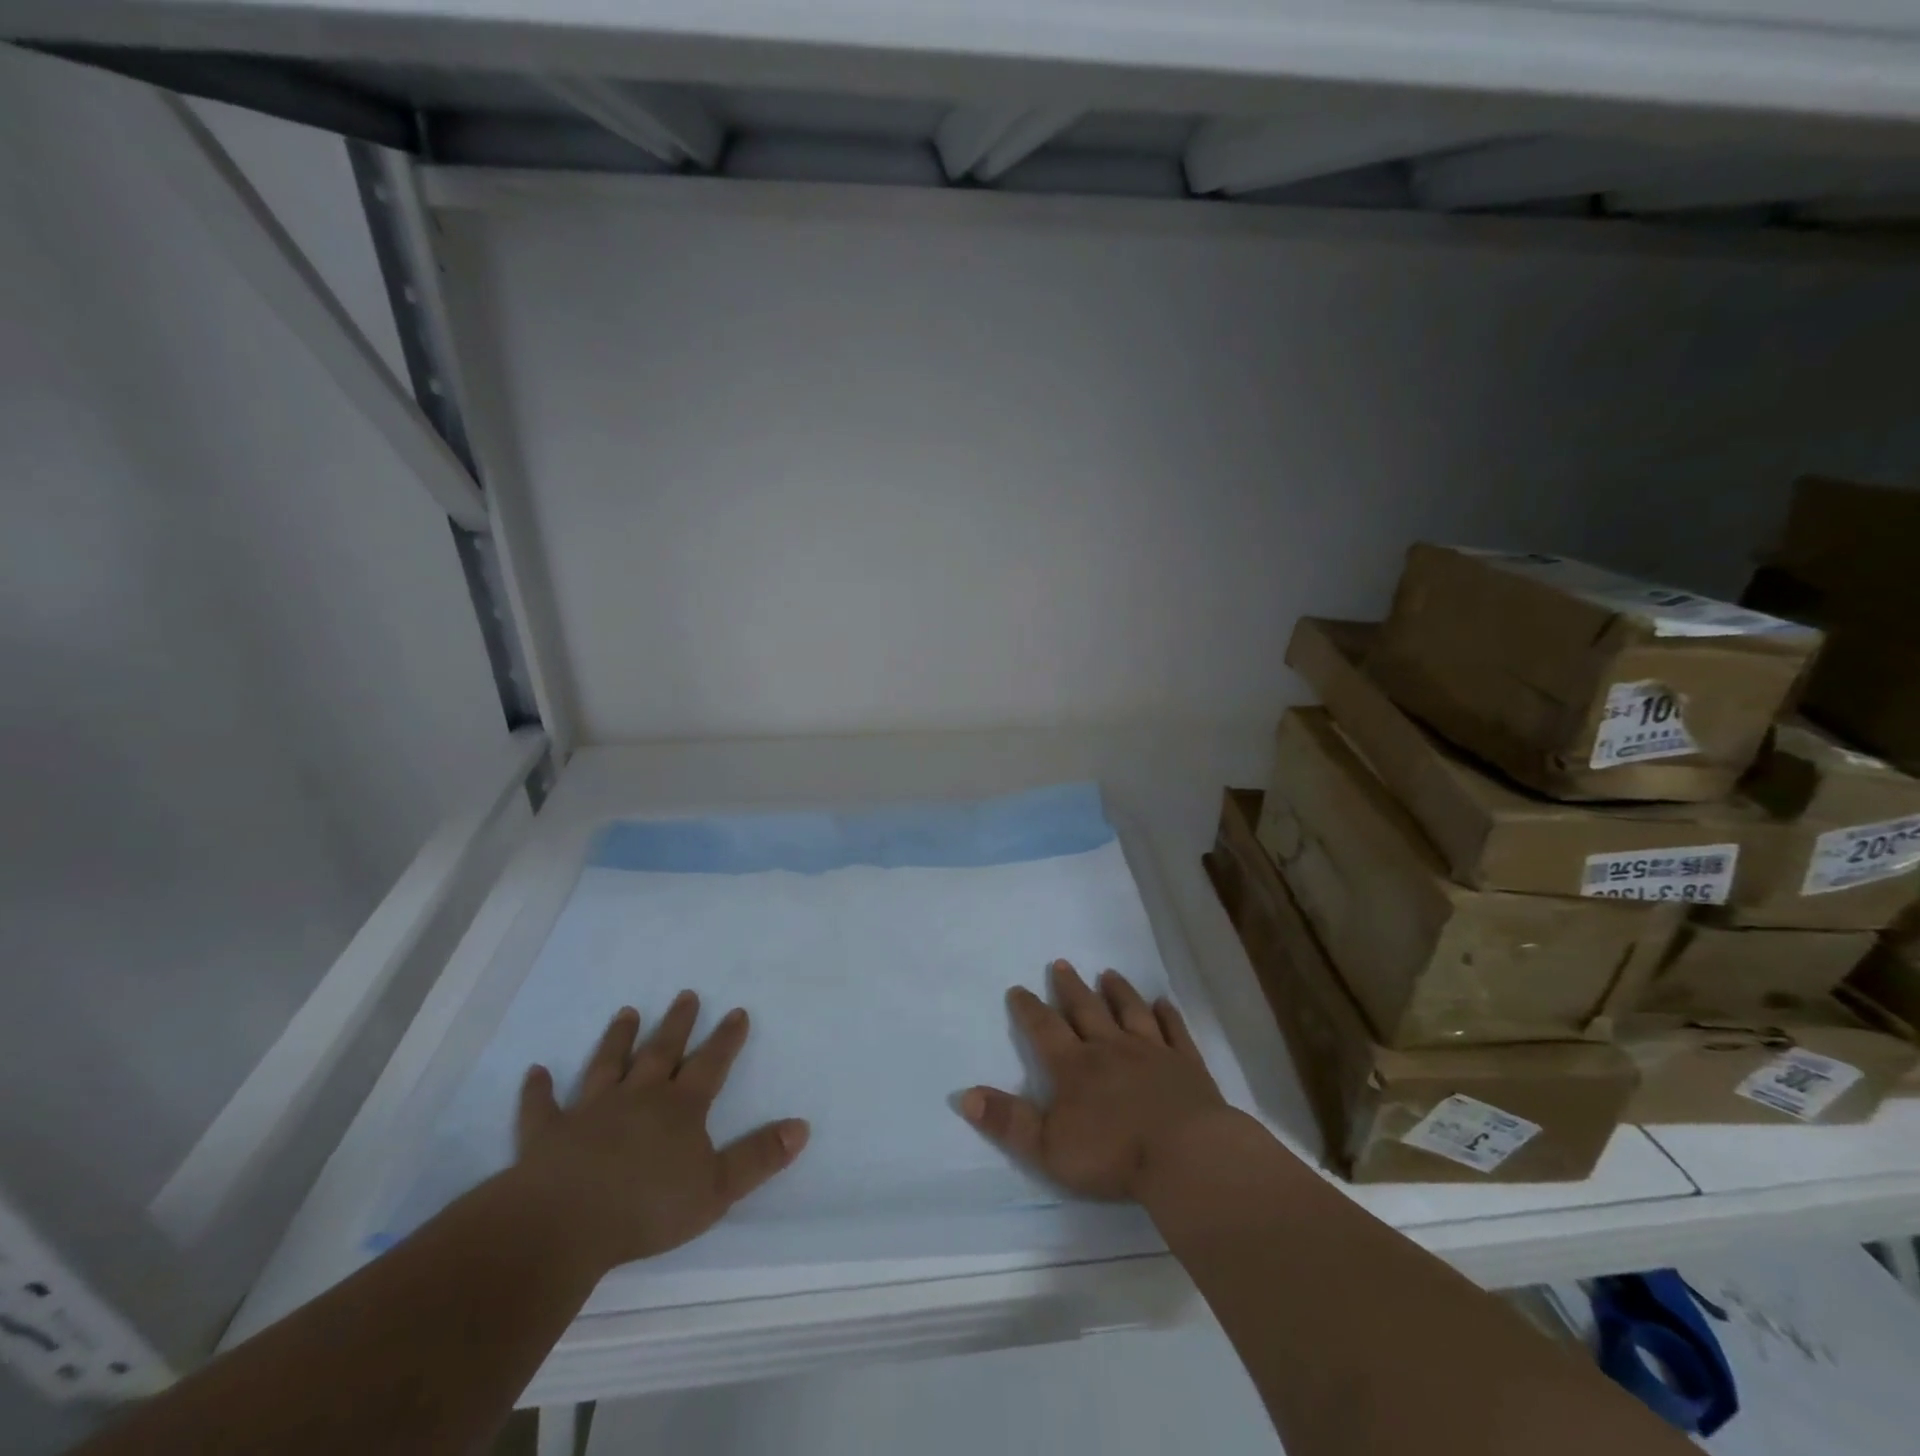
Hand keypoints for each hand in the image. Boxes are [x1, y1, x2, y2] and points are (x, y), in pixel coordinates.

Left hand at [510, 993, 809, 1273]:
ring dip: (618, 1039)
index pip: (711, 1064)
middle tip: (686, 994)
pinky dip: (539, 1090)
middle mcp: (638, 1097)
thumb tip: (802, 1126)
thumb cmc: (647, 1207)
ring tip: (627, 1012)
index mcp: (680, 1108)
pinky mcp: (547, 1135)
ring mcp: (590, 1112)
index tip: (737, 1011)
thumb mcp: (717, 1188)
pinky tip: (535, 1072)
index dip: (726, 1038)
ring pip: (608, 1065)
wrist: (563, 1224)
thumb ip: (759, 1156)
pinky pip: (542, 1107)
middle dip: (678, 1023)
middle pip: (662, 1051)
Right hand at [958, 959, 1238, 1201]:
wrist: (1184, 1155)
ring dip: (1118, 992)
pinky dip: (1168, 1015)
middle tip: (1061, 963)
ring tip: (1108, 973)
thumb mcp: (1047, 1146)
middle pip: (1087, 1010)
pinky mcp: (1186, 1064)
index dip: (1029, 1009)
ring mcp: (1152, 1052)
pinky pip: (1175, 1031)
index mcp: (1075, 1067)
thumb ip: (1007, 1120)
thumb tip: (964, 1094)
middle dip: (1071, 987)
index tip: (1018, 988)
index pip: (1046, 1029)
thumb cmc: (1112, 1155)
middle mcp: (1111, 1048)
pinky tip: (1164, 1002)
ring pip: (1131, 1012)